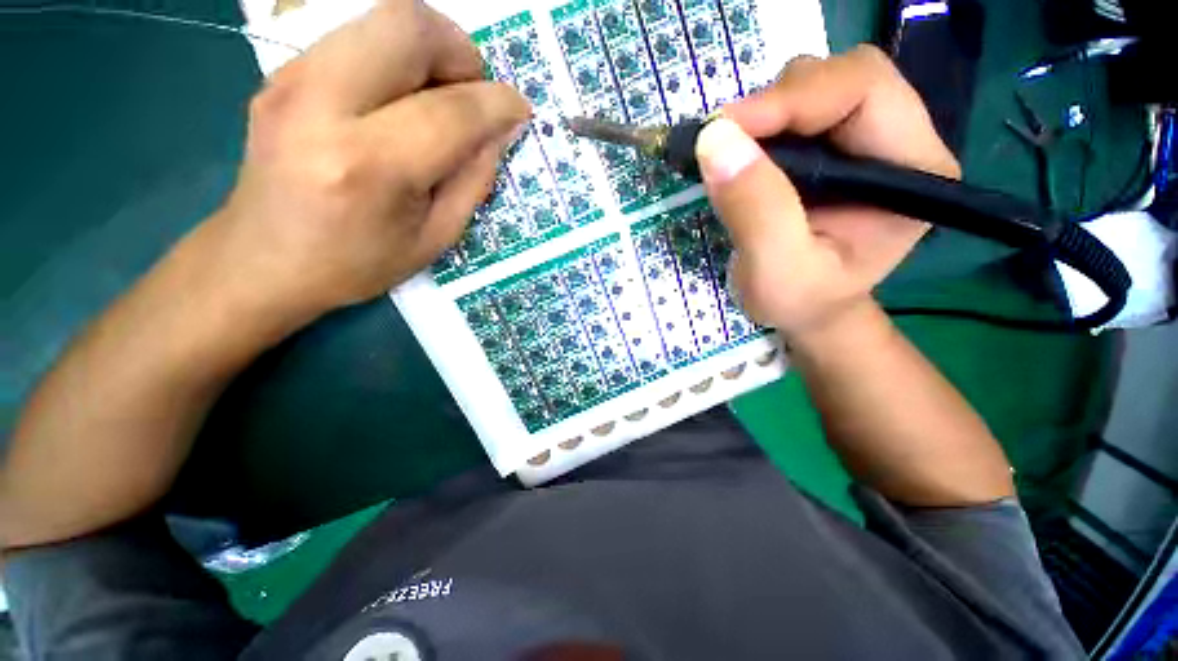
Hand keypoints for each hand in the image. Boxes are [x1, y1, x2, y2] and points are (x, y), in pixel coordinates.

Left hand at [208, 0, 528, 319]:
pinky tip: (401, 101)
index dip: (497, 104)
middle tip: (472, 94)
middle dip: (460, 51)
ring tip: (440, 98)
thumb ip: (473, 181)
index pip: (451, 111)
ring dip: (429, 50)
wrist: (263, 260)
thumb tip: (500, 132)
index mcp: (370, 166)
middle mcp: (322, 105)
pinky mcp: (281, 73)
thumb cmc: (357, 262)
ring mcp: (292, 80)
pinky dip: (396, 59)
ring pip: (380, 19)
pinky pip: (356, 38)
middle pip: (407, 26)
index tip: (519, 110)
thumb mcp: (434, 238)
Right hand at [697, 45, 958, 343]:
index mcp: (913, 170)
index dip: (793, 98)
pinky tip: (739, 158)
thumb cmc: (801, 301)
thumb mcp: (776, 272)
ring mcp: (862, 141)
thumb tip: (715, 139)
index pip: (865, 90)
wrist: (807, 309)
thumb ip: (755, 210)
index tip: (726, 129)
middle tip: (724, 142)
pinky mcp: (830, 148)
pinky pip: (792, 112)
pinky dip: (758, 126)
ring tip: (731, 157)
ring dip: (764, 114)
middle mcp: (898, 141)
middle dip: (776, 103)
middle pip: (841, 78)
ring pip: (813, 87)